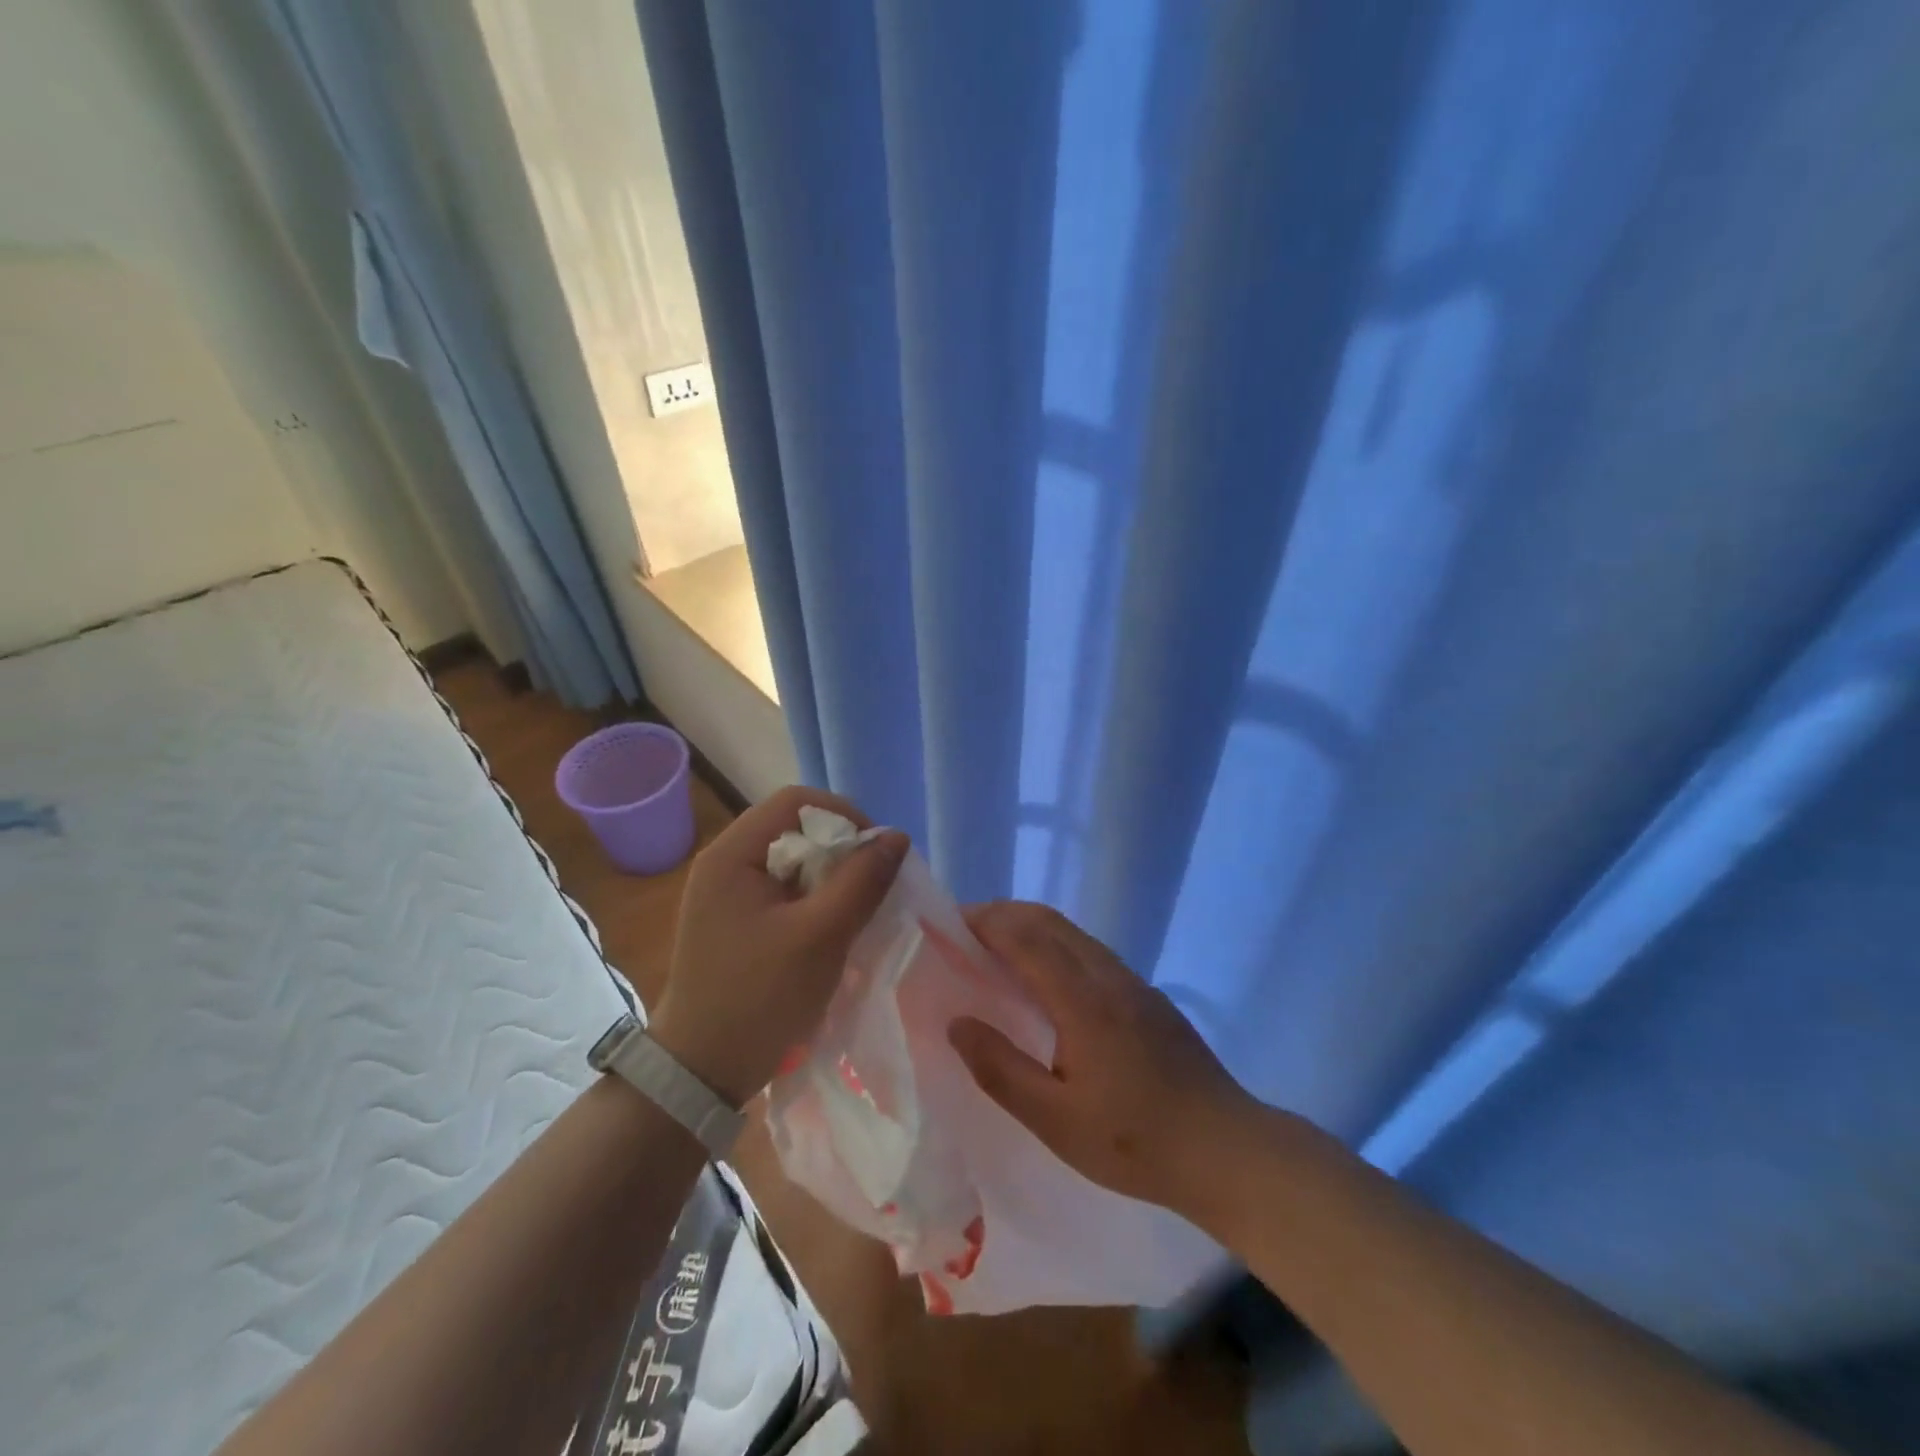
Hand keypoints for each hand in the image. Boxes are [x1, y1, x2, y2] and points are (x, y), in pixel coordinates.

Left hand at [650, 786, 905, 1105]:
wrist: (700, 1072)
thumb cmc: (759, 998)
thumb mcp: (820, 936)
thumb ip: (861, 881)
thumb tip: (896, 836)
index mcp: (732, 854)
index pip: (796, 801)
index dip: (844, 816)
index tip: (876, 855)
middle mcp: (724, 863)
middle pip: (795, 828)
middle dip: (841, 851)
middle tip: (871, 888)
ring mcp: (727, 894)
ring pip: (794, 861)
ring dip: (831, 878)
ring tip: (857, 910)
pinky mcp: (735, 921)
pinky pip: (784, 890)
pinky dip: (814, 900)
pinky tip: (832, 929)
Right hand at [947, 902, 1260, 1213]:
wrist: (1226, 1149)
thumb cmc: (1135, 1142)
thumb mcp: (1056, 1121)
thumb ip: (1001, 1069)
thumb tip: (957, 1023)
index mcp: (1083, 1000)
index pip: (1025, 937)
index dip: (984, 923)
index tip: (948, 923)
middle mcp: (1108, 976)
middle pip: (1048, 921)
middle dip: (1002, 915)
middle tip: (963, 932)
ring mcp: (1133, 983)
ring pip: (1072, 934)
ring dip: (1029, 927)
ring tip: (994, 950)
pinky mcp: (1147, 997)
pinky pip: (1090, 952)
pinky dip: (1055, 946)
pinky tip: (1045, 981)